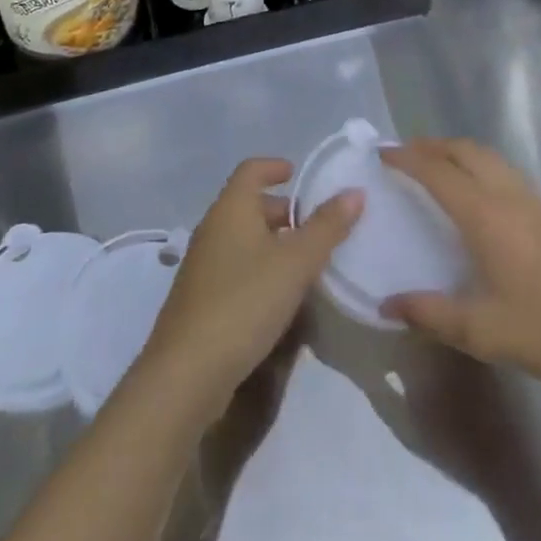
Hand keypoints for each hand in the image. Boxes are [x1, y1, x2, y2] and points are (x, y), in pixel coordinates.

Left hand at [139, 158, 362, 409]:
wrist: (186, 374)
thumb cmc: (244, 302)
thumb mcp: (295, 263)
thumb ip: (327, 227)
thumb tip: (354, 191)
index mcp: (231, 208)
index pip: (252, 170)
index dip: (275, 167)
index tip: (297, 173)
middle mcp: (213, 228)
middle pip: (249, 205)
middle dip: (282, 211)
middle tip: (315, 226)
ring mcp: (203, 266)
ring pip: (243, 239)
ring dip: (273, 243)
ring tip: (306, 262)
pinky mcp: (201, 300)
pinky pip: (236, 268)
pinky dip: (260, 270)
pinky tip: (281, 298)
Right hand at [381, 139, 540, 397]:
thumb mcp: (482, 332)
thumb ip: (430, 314)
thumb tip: (386, 304)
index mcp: (486, 215)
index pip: (438, 171)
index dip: (406, 158)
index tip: (380, 154)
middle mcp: (508, 195)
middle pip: (464, 151)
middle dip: (430, 146)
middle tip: (403, 155)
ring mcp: (533, 200)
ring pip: (487, 156)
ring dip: (456, 151)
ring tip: (434, 165)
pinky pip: (503, 170)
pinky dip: (478, 164)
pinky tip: (476, 192)